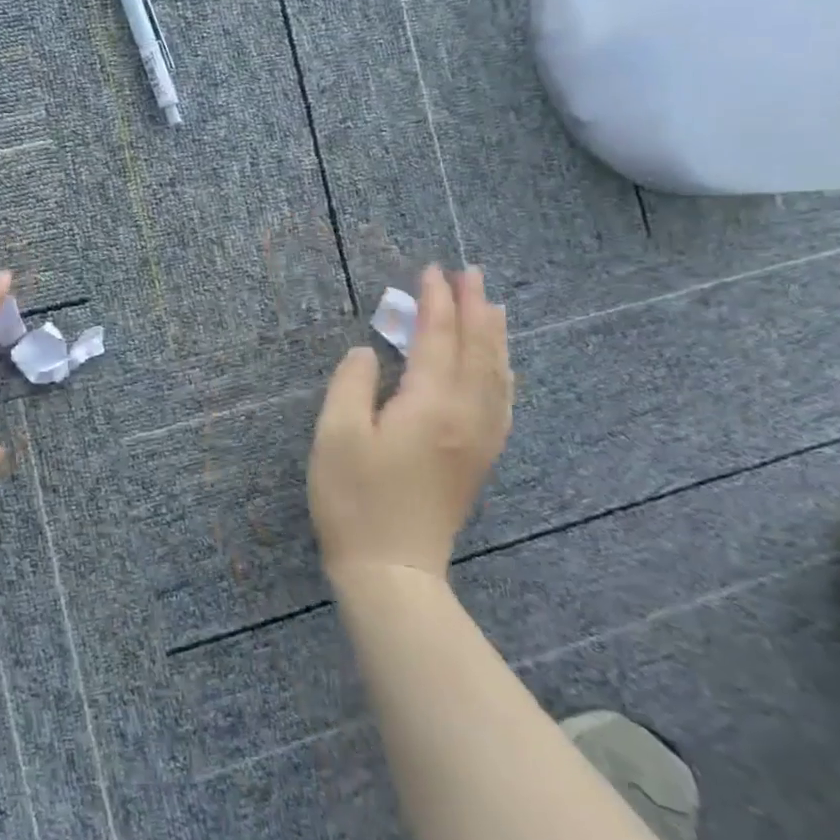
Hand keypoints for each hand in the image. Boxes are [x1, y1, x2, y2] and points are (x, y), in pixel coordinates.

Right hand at [308, 264, 513, 579]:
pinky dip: (502, 371)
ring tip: (491, 306)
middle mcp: (467, 415)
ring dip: (494, 334)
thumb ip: (352, 383)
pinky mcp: (478, 458)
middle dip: (474, 307)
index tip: (431, 270)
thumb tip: (367, 353)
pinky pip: (501, 401)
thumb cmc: (354, 499)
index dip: (436, 301)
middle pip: (478, 349)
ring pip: (497, 374)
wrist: (391, 569)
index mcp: (431, 404)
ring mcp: (479, 439)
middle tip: (470, 273)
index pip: (439, 337)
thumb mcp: (337, 435)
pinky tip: (499, 367)